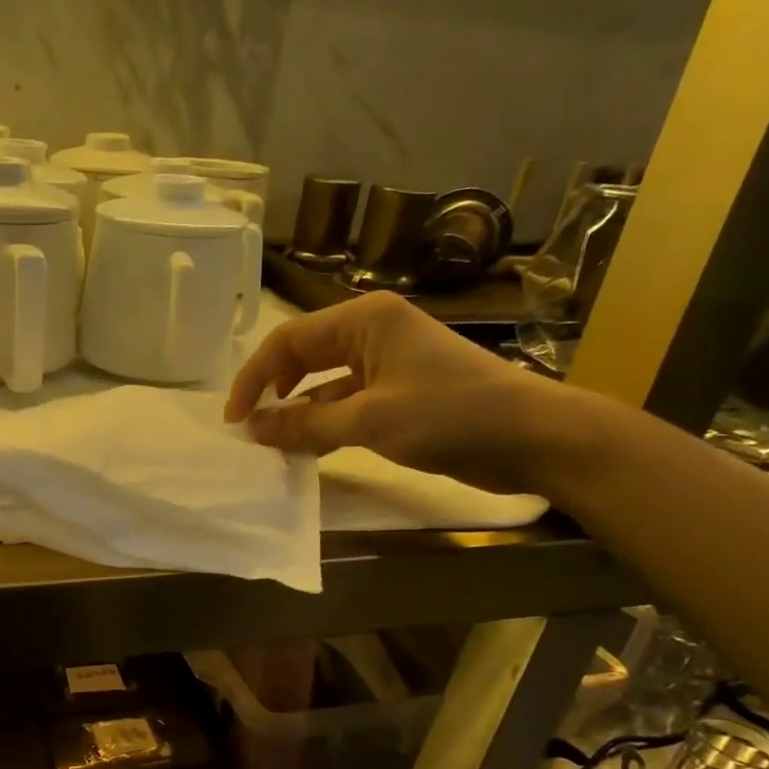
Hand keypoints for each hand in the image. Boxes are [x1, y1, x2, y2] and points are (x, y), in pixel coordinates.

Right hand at [225, 292, 580, 495]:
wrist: (534, 437)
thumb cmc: (450, 415)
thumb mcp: (368, 421)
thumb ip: (304, 425)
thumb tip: (252, 428)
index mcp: (364, 320)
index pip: (288, 341)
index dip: (253, 378)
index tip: (235, 418)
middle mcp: (372, 332)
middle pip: (302, 357)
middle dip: (272, 391)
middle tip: (249, 428)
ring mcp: (388, 362)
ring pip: (323, 383)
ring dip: (297, 411)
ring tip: (272, 442)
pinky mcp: (400, 391)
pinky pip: (346, 402)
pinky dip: (324, 423)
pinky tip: (307, 447)